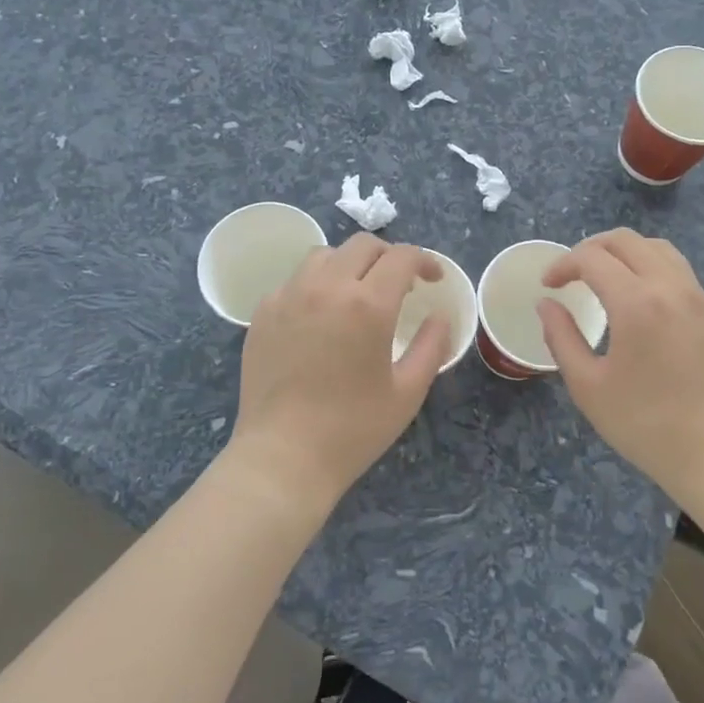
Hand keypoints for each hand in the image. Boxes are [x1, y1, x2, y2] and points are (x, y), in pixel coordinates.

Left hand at [230, 234, 451, 513]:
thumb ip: (432, 346)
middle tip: (400, 283)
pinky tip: (320, 315)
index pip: (401, 257)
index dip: (424, 261)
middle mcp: (326, 287)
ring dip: (349, 264)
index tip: (432, 280)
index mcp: (368, 304)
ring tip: (356, 292)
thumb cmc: (352, 429)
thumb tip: (439, 316)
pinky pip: (294, 280)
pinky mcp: (264, 312)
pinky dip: (315, 285)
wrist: (282, 457)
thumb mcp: (407, 392)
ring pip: (324, 255)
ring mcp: (289, 296)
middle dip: (389, 256)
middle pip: (363, 245)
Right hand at [538, 229, 703, 506]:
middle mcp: (670, 287)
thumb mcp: (588, 386)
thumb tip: (546, 304)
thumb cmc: (646, 424)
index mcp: (636, 303)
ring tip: (605, 277)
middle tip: (571, 274)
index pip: (591, 258)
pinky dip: (650, 268)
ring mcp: (698, 298)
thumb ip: (561, 337)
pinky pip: (679, 272)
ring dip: (624, 253)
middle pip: (626, 240)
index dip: (562, 264)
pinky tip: (640, 300)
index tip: (548, 285)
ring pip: (658, 249)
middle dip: (590, 248)